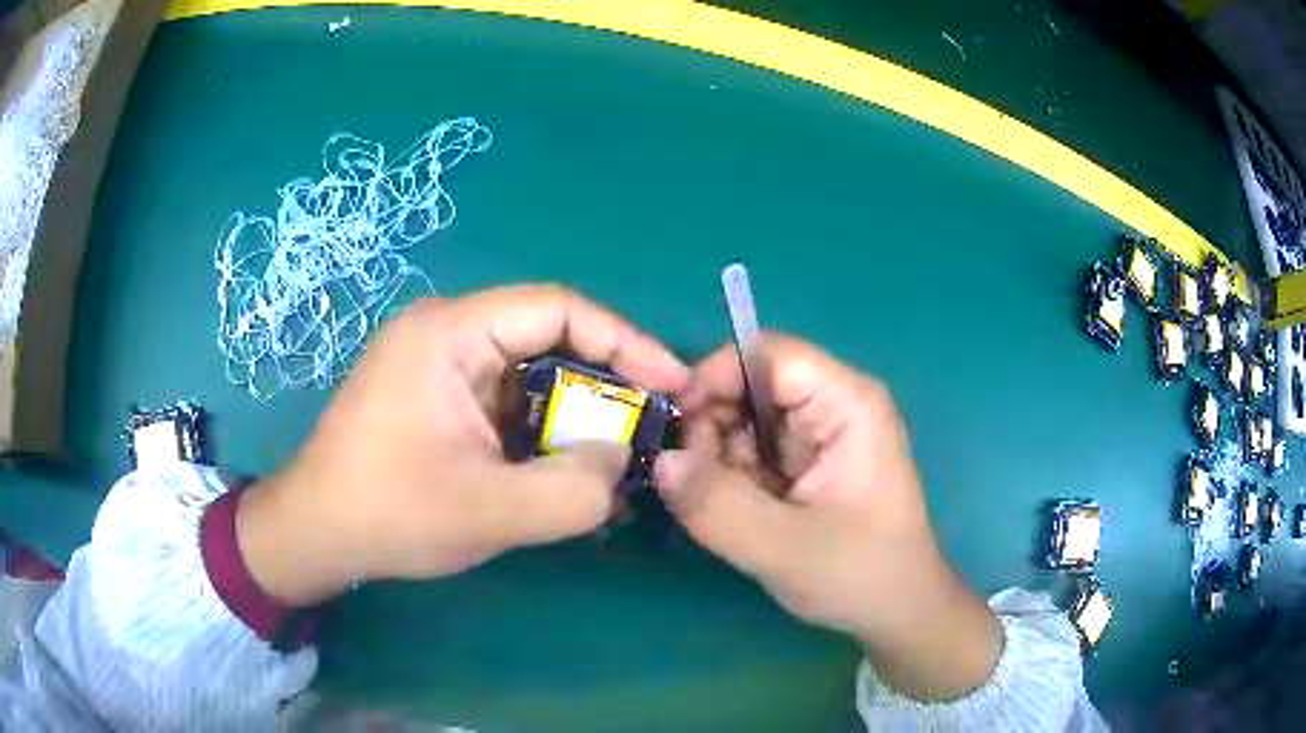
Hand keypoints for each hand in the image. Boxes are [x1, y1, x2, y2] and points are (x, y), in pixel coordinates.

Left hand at [236, 285, 689, 606]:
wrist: (317, 534)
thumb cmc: (388, 513)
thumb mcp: (487, 511)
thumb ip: (571, 492)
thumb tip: (621, 458)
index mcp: (450, 334)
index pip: (557, 308)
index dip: (625, 341)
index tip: (672, 382)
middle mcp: (448, 335)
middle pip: (549, 339)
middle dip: (606, 383)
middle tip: (653, 425)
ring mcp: (443, 368)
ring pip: (533, 377)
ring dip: (577, 416)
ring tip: (620, 457)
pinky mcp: (442, 400)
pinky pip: (510, 404)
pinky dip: (546, 435)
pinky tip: (571, 473)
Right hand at [654, 335, 1000, 701]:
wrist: (895, 612)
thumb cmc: (861, 574)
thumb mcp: (786, 547)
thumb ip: (718, 505)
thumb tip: (659, 461)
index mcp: (845, 403)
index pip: (768, 354)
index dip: (715, 377)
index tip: (674, 428)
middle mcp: (830, 407)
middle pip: (749, 385)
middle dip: (710, 427)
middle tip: (692, 481)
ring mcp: (815, 438)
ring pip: (741, 421)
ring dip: (715, 459)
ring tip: (716, 506)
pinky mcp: (801, 466)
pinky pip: (746, 453)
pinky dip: (726, 478)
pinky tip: (731, 514)